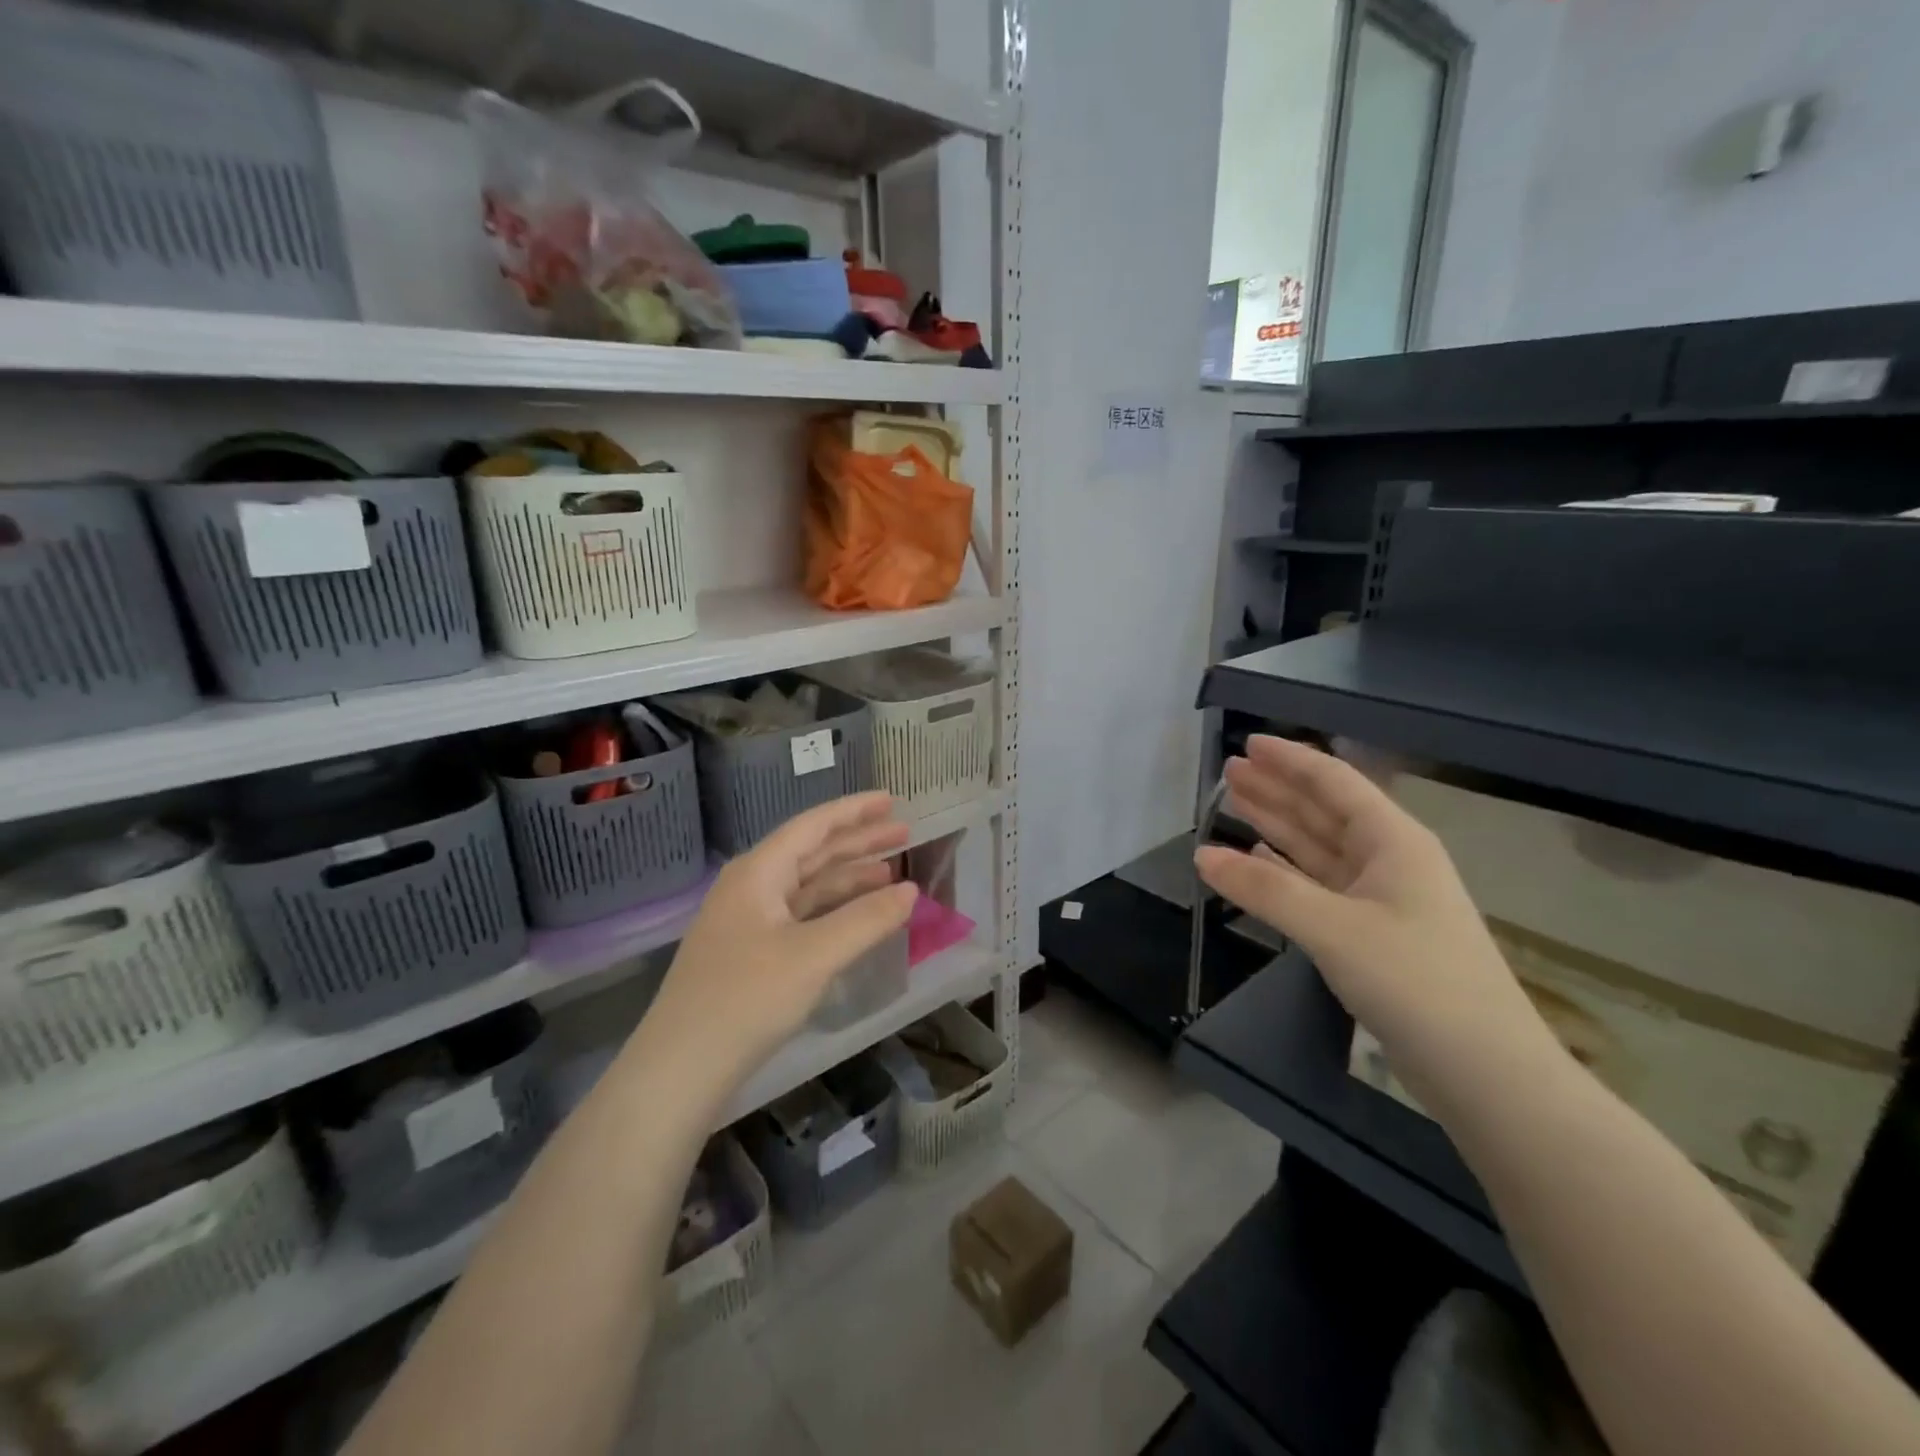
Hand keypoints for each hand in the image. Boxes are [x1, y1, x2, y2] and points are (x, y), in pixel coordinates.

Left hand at [638, 792, 918, 1095]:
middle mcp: (751, 888)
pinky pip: (802, 916)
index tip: (892, 800)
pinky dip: (834, 911)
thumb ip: (866, 919)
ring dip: (849, 878)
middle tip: (904, 833)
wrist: (680, 1069)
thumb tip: (911, 891)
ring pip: (808, 887)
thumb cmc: (746, 999)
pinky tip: (858, 918)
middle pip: (812, 853)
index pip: (813, 826)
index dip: (854, 811)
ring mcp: (749, 922)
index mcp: (758, 873)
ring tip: (891, 873)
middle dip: (859, 842)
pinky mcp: (752, 953)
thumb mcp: (814, 956)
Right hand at [1194, 737, 1557, 1110]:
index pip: (1334, 783)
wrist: (1485, 1070)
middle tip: (1230, 771)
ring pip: (1318, 847)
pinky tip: (1259, 858)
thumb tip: (1201, 854)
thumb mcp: (1333, 928)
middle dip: (1277, 789)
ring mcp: (1381, 898)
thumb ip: (1264, 888)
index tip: (1249, 743)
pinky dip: (1286, 869)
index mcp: (1393, 841)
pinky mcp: (1372, 933)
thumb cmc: (1415, 981)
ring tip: (1235, 802)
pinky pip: (1319, 885)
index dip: (1290, 760)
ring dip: (1277, 825)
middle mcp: (1388, 860)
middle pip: (1323, 811)